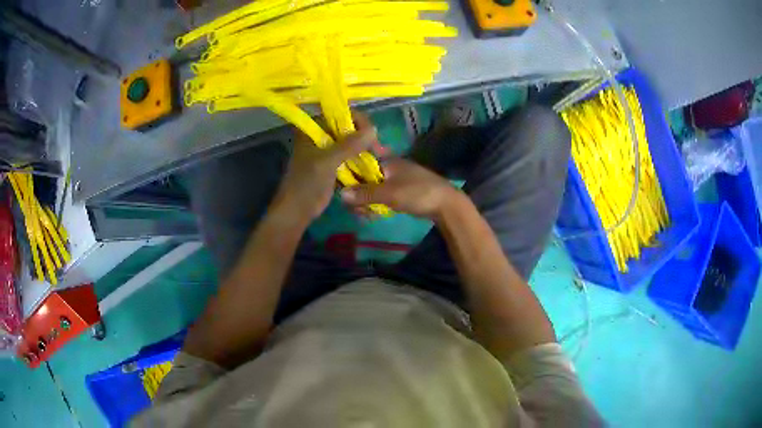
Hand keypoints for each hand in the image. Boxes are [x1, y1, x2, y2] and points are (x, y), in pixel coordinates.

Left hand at [271, 113, 378, 224]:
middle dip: (363, 135)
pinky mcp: (332, 164)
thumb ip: (349, 145)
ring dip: (363, 147)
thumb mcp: (327, 162)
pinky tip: (373, 162)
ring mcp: (326, 150)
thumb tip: (374, 129)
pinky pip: (349, 156)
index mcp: (312, 129)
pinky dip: (360, 158)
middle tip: (378, 146)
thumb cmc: (306, 184)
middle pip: (346, 127)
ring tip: (379, 154)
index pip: (338, 114)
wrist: (297, 212)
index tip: (372, 132)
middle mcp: (319, 135)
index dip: (357, 120)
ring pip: (349, 142)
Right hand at [341, 158, 461, 218]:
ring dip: (366, 200)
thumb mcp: (389, 193)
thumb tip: (340, 194)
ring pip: (373, 187)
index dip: (349, 171)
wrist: (447, 204)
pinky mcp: (401, 190)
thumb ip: (365, 193)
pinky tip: (372, 214)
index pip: (360, 159)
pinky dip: (375, 203)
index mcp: (387, 160)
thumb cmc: (417, 193)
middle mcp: (390, 166)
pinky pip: (382, 194)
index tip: (342, 186)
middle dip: (357, 192)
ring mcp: (396, 178)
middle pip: (365, 176)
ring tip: (365, 215)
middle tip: (356, 209)